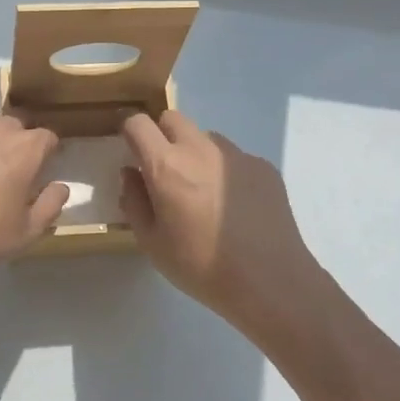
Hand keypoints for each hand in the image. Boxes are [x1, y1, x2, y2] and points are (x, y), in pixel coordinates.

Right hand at [120, 110, 325, 329]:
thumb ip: (133, 201)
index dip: (129, 131)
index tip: (130, 149)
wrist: (270, 281)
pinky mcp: (263, 166)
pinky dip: (225, 172)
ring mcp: (236, 155)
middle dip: (162, 136)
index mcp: (166, 165)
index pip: (138, 123)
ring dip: (196, 154)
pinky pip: (234, 158)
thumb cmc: (201, 266)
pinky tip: (235, 207)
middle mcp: (200, 148)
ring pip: (205, 138)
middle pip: (173, 119)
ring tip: (204, 194)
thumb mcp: (151, 242)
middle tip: (165, 173)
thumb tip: (131, 174)